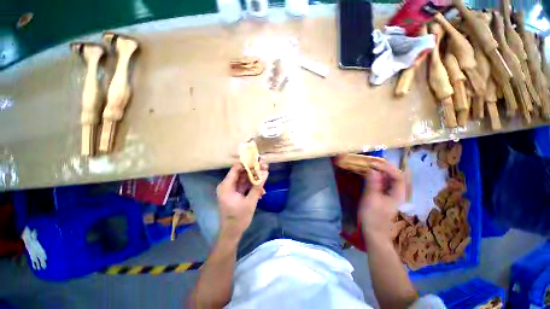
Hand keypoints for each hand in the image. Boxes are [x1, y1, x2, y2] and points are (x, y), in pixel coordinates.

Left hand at [216, 162, 268, 240]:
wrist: (232, 233)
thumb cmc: (238, 218)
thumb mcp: (250, 202)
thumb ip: (258, 186)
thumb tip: (266, 173)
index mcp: (226, 186)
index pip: (236, 168)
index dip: (247, 163)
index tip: (259, 161)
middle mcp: (227, 185)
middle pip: (241, 173)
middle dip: (254, 170)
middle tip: (265, 168)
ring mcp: (232, 190)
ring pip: (244, 179)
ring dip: (255, 178)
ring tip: (266, 177)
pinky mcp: (236, 194)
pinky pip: (245, 186)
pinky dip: (253, 186)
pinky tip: (261, 191)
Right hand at [359, 161, 404, 239]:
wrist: (373, 232)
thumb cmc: (372, 216)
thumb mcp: (371, 199)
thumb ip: (372, 183)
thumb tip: (372, 169)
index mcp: (398, 194)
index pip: (398, 175)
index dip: (387, 168)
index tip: (373, 164)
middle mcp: (398, 192)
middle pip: (396, 175)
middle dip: (385, 167)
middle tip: (372, 163)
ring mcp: (392, 195)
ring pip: (390, 179)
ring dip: (381, 171)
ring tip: (370, 167)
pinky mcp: (385, 196)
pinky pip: (384, 183)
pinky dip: (378, 177)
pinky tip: (370, 176)